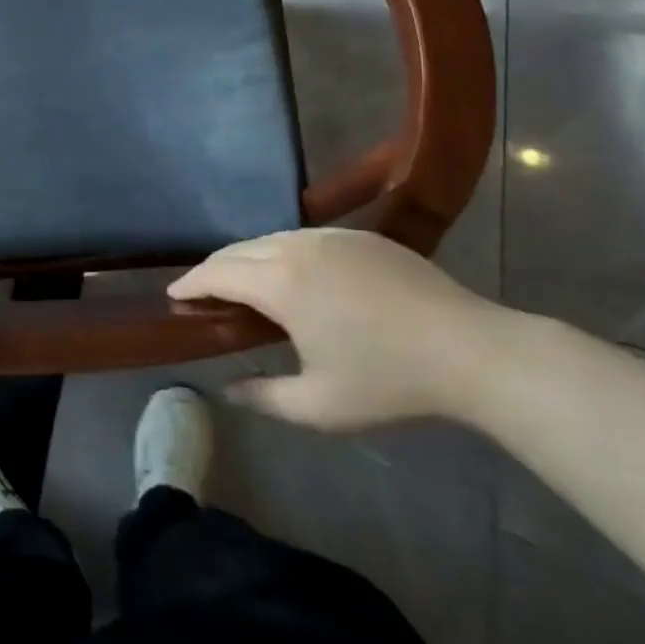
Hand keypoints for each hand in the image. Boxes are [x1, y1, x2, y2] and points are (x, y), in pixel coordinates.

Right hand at [169, 229, 510, 430]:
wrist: (471, 351)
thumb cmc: (390, 381)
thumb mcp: (320, 406)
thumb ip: (263, 397)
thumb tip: (226, 390)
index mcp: (280, 283)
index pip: (217, 273)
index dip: (190, 284)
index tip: (173, 295)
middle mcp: (297, 247)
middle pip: (238, 249)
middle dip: (213, 269)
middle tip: (202, 294)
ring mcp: (331, 236)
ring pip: (270, 238)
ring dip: (246, 258)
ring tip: (242, 284)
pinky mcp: (360, 236)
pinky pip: (303, 236)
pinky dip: (280, 251)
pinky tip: (291, 274)